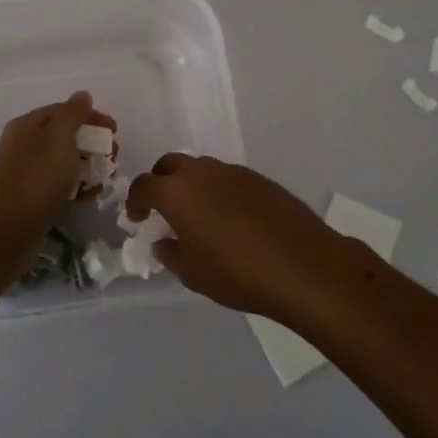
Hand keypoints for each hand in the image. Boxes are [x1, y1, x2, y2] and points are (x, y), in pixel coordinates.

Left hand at [0, 92, 115, 243]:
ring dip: (88, 167)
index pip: (63, 110)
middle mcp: (23, 145)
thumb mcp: (59, 138)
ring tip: (105, 179)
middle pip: (65, 137)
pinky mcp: (30, 199)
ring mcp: (25, 174)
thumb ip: (73, 114)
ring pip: (63, 163)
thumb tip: (82, 95)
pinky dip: (76, 188)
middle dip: (93, 144)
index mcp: (27, 125)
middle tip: (114, 157)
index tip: (115, 130)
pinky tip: (90, 197)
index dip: (91, 116)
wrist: (6, 232)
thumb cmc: (36, 178)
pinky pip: (58, 186)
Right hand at [126, 154, 375, 323]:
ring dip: (192, 185)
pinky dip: (219, 191)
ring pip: (202, 168)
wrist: (302, 265)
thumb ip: (171, 253)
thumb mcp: (193, 273)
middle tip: (162, 208)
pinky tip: (230, 218)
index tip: (136, 218)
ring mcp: (234, 172)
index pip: (144, 185)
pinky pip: (228, 178)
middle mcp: (202, 172)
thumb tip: (164, 241)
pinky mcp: (261, 179)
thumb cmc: (237, 273)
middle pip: (171, 164)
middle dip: (161, 182)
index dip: (135, 201)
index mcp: (177, 192)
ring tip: (198, 215)